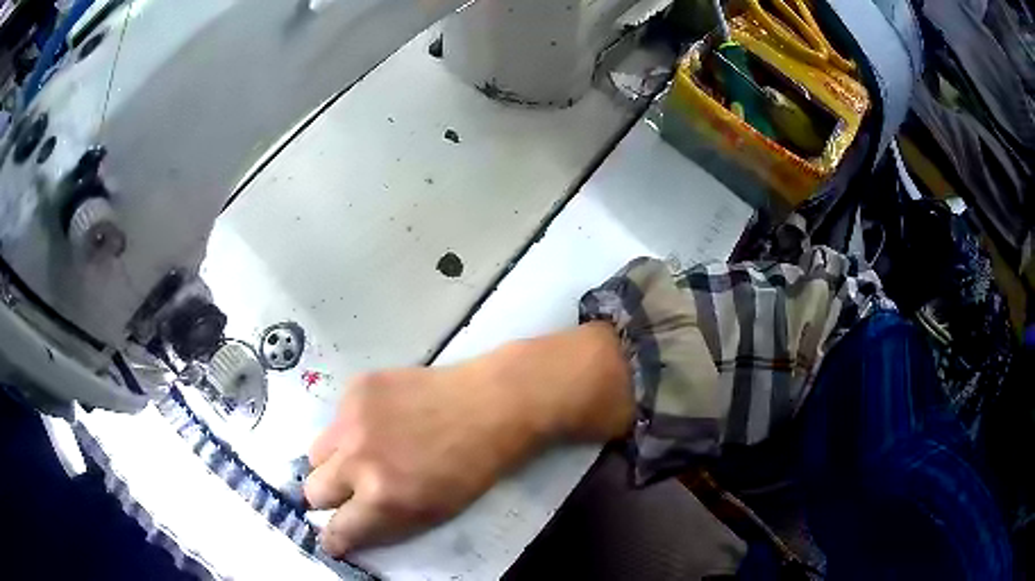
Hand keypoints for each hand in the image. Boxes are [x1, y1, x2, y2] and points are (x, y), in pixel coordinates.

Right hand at [304, 323, 632, 557]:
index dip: (334, 538)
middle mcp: (357, 459)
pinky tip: (379, 422)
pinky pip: (335, 419)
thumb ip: (384, 524)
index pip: (336, 530)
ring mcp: (351, 419)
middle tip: (347, 492)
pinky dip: (348, 428)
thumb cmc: (470, 468)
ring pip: (316, 452)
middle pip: (313, 490)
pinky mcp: (355, 388)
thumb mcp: (432, 513)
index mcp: (382, 498)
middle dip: (327, 499)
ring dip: (333, 462)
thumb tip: (345, 532)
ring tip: (362, 454)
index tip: (333, 538)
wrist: (488, 405)